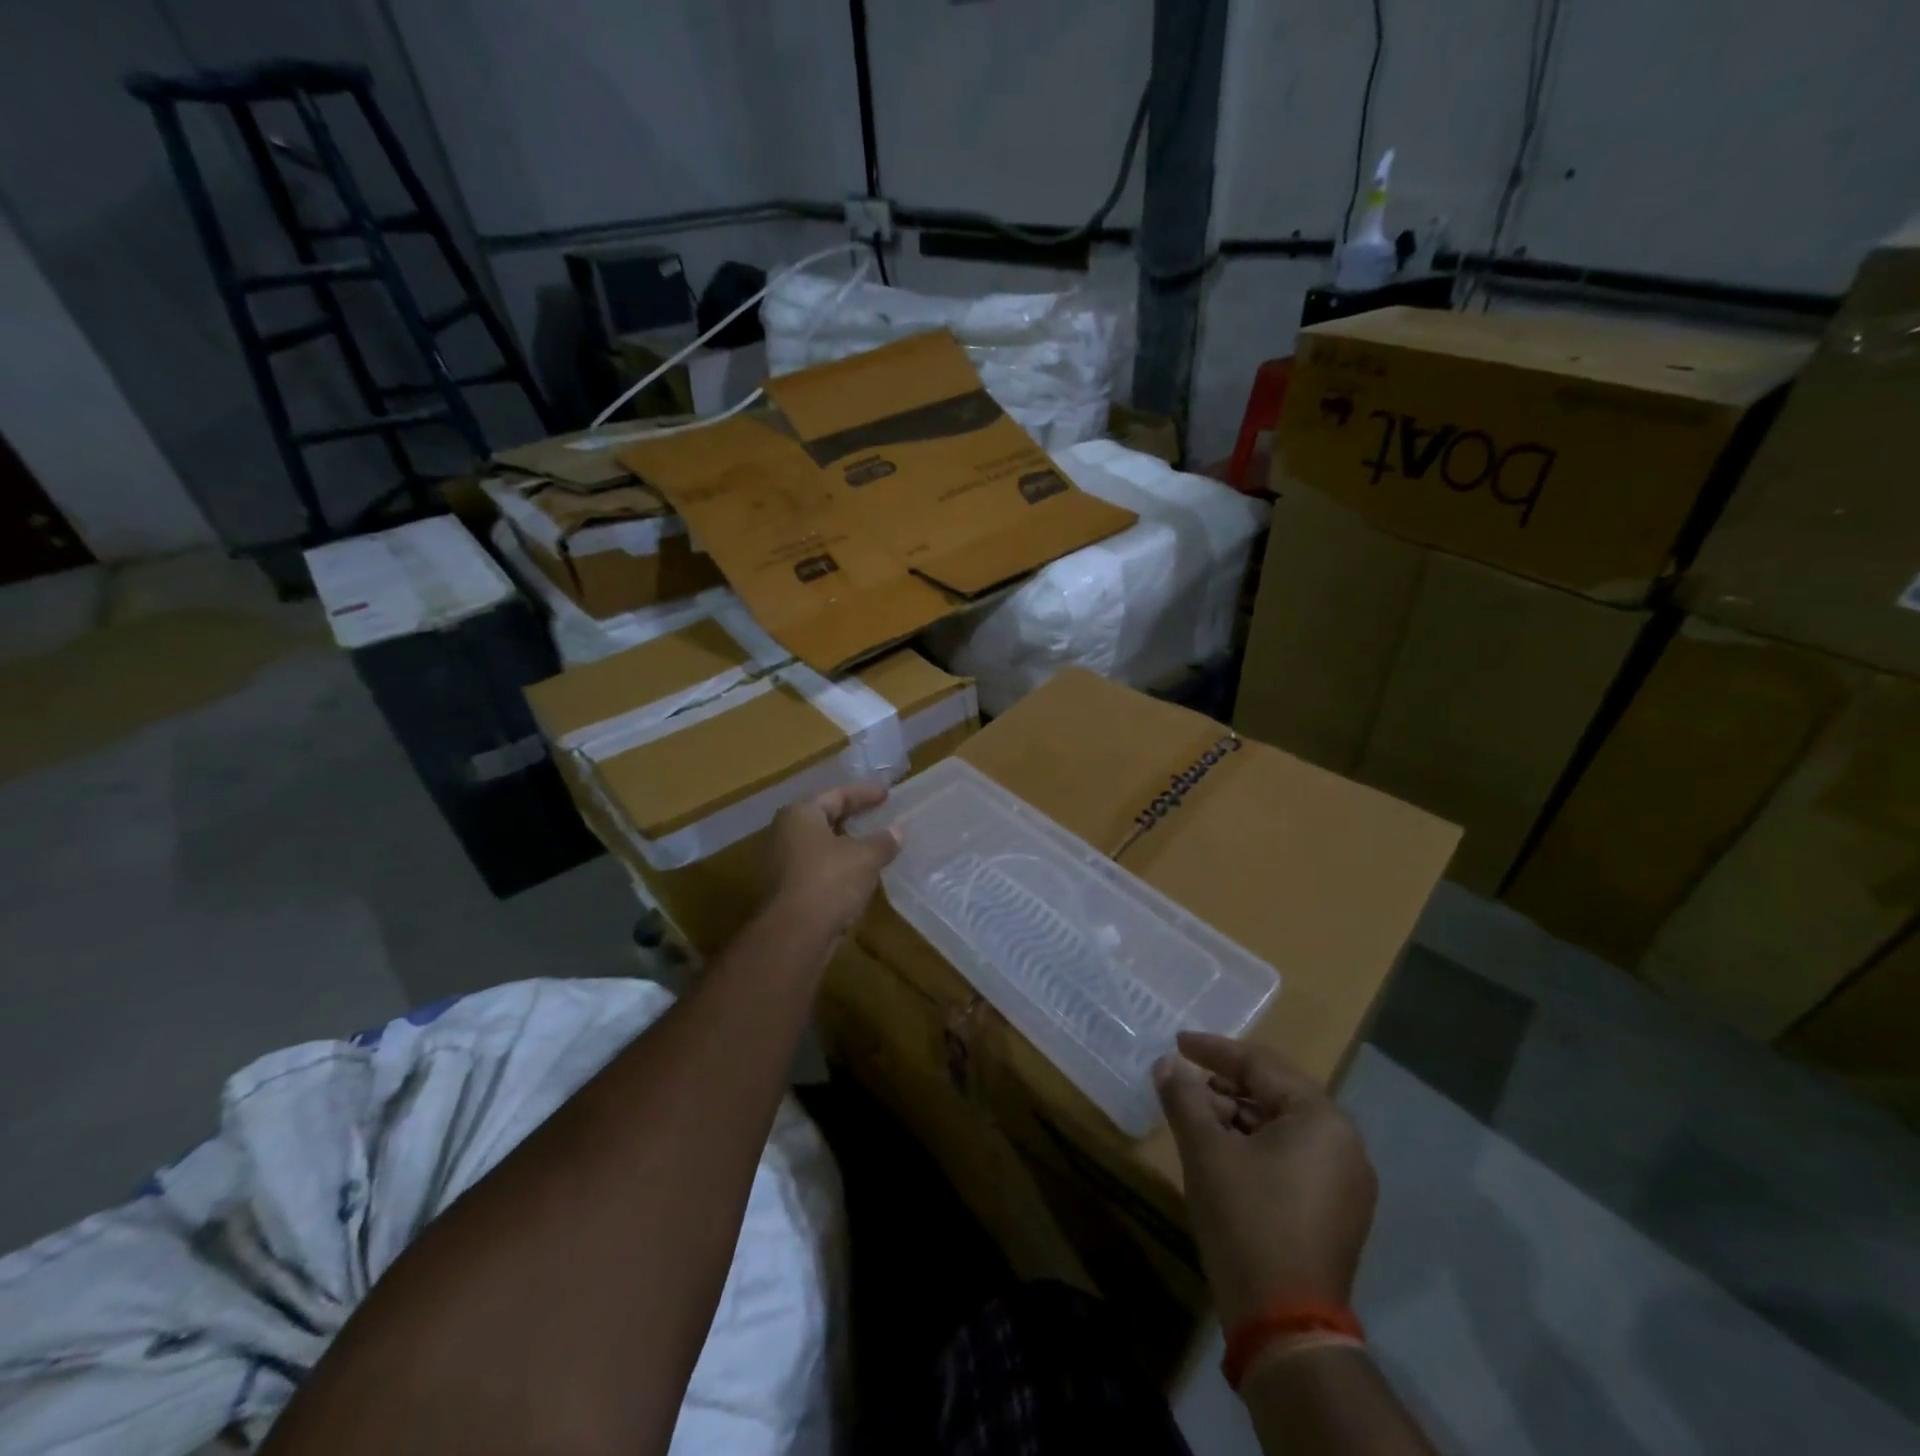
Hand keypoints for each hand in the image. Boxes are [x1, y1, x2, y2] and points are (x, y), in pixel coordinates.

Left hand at [763, 783, 900, 937]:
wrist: (795, 935)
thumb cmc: (830, 881)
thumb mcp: (865, 857)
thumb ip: (883, 841)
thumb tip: (897, 832)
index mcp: (800, 814)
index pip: (836, 795)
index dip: (864, 794)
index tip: (887, 794)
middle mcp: (785, 833)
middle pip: (825, 818)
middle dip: (853, 818)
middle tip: (879, 815)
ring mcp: (782, 863)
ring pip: (821, 846)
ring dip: (846, 845)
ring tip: (873, 845)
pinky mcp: (787, 890)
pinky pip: (818, 868)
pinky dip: (839, 867)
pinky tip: (860, 874)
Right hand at [1155, 1032, 1376, 1326]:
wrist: (1286, 1325)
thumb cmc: (1247, 1220)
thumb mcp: (1205, 1151)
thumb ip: (1184, 1098)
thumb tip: (1168, 1064)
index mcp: (1321, 1119)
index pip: (1261, 1065)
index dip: (1214, 1051)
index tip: (1178, 1042)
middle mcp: (1344, 1143)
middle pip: (1275, 1093)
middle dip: (1225, 1084)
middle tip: (1185, 1080)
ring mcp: (1345, 1181)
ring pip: (1282, 1126)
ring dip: (1237, 1115)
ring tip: (1197, 1117)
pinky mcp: (1336, 1211)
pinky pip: (1292, 1156)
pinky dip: (1256, 1145)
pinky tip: (1223, 1152)